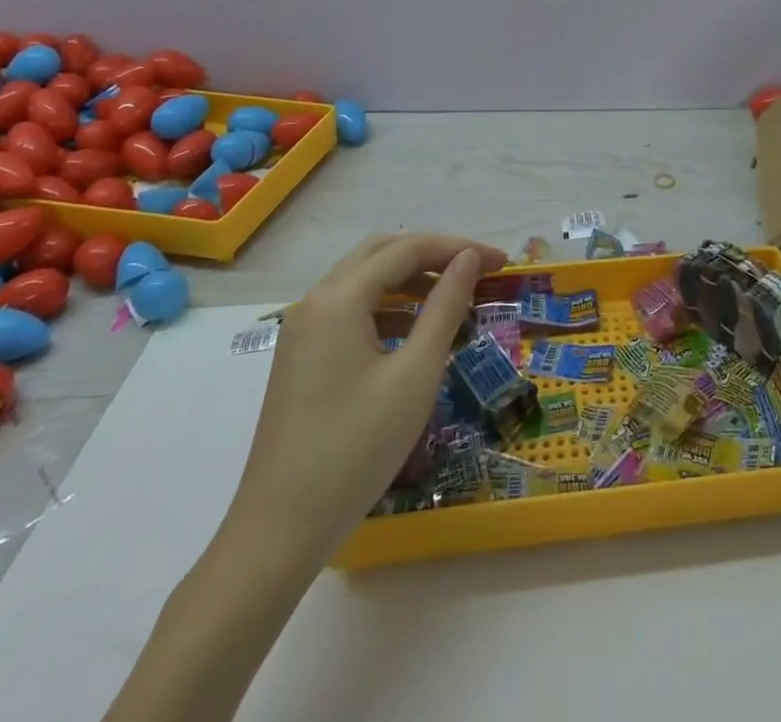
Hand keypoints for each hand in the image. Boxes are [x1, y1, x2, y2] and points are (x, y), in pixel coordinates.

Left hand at [226, 232, 507, 563]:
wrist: (279, 532)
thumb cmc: (356, 448)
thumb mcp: (416, 373)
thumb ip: (446, 306)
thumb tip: (468, 259)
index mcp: (339, 298)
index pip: (408, 249)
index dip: (459, 248)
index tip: (501, 263)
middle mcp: (316, 301)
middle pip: (382, 253)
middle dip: (434, 255)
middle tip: (478, 271)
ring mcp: (303, 330)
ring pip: (365, 280)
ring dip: (411, 280)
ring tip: (455, 300)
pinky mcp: (301, 357)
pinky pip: (351, 310)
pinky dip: (389, 307)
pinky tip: (416, 334)